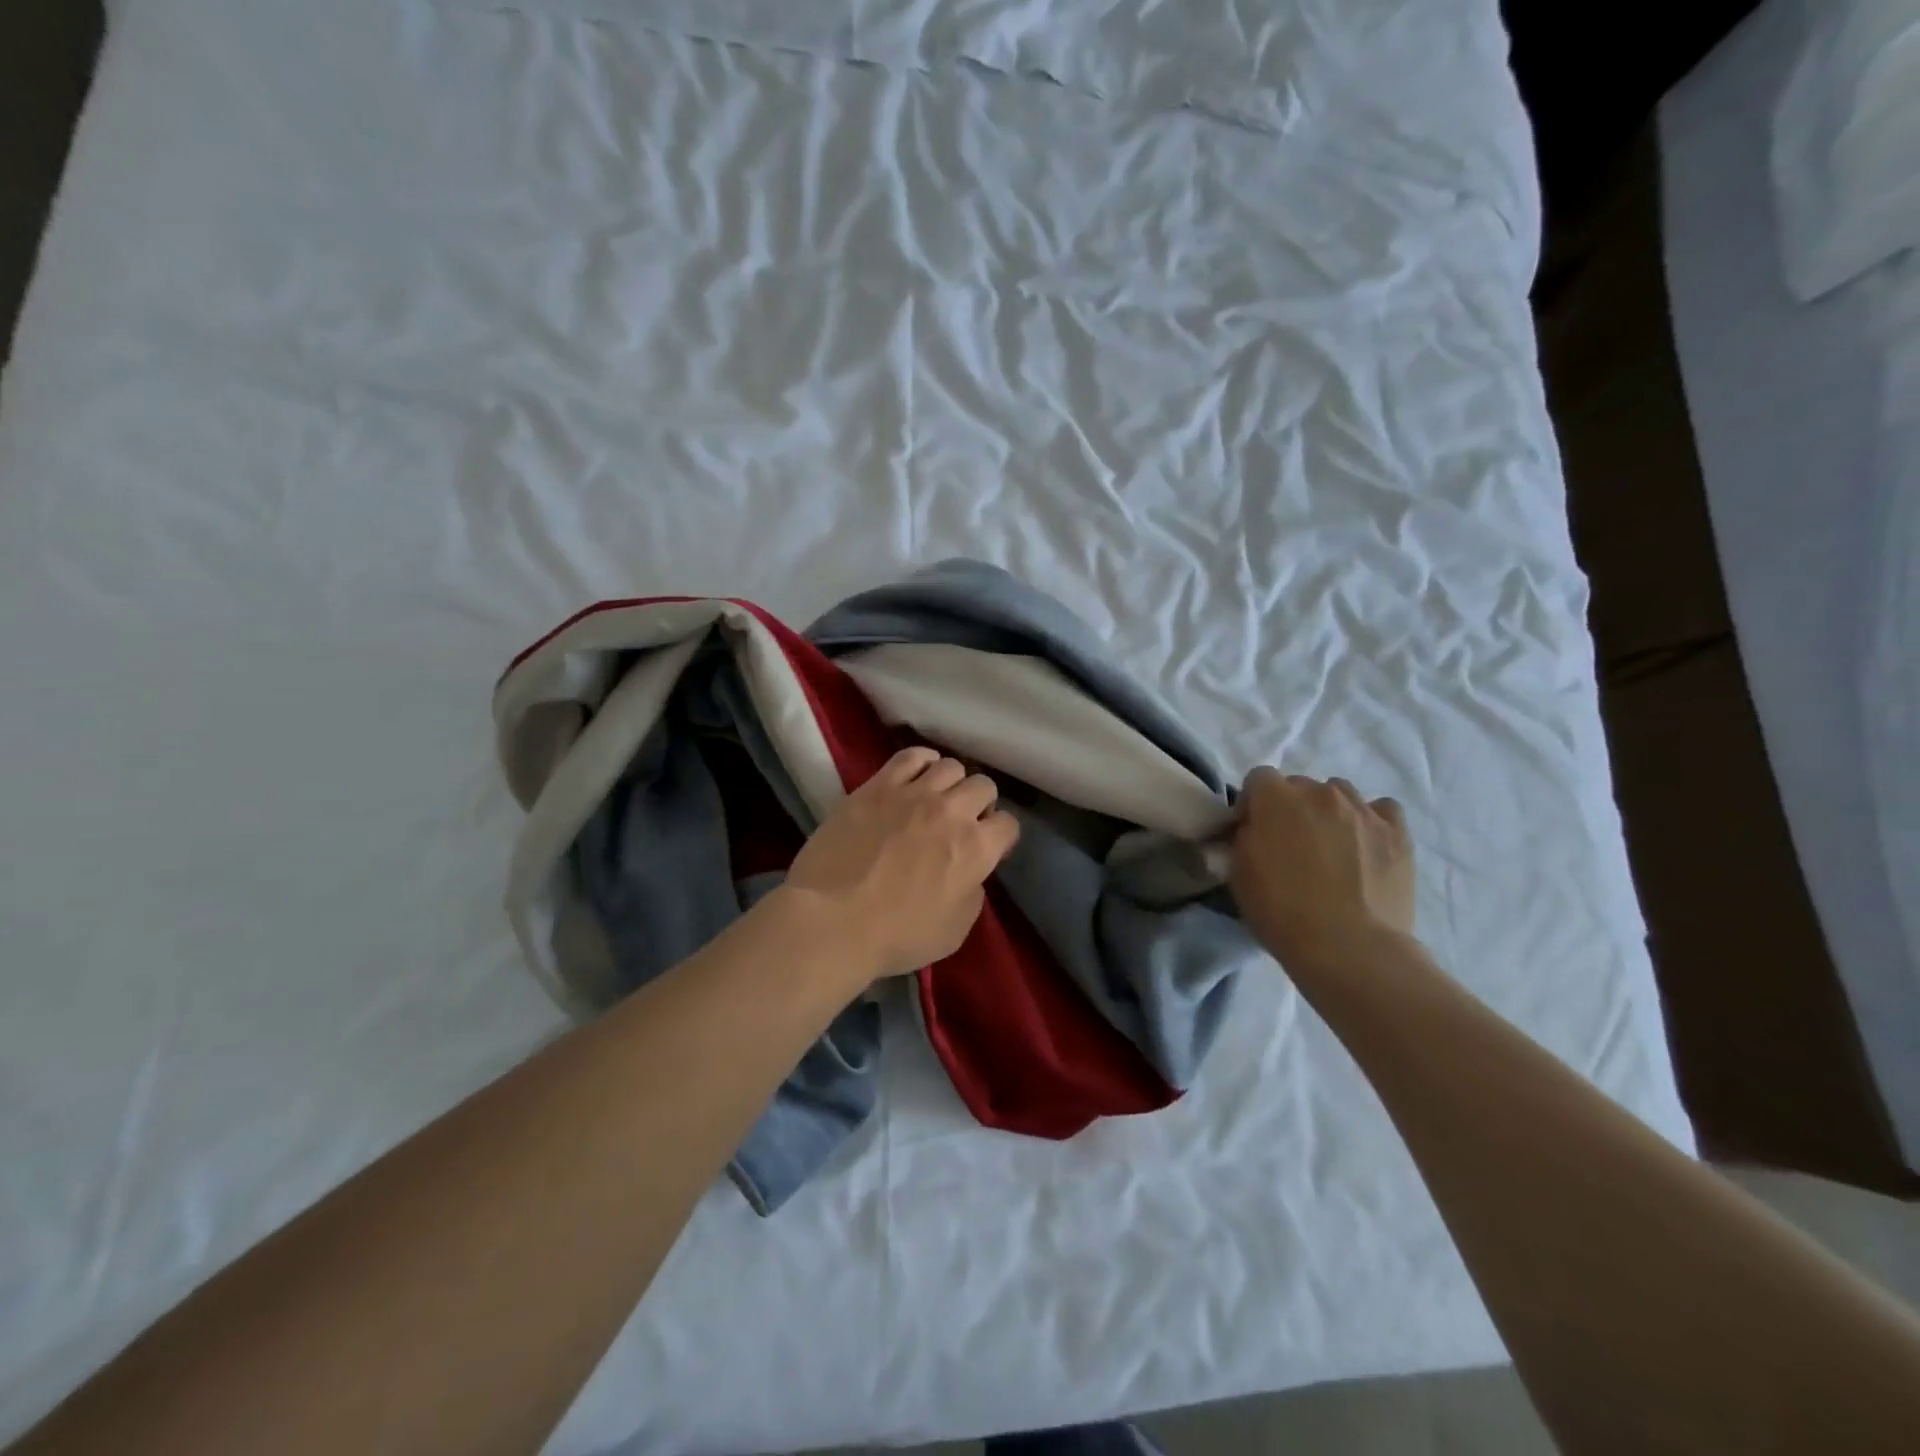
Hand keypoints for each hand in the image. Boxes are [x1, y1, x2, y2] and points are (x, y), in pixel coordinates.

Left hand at [779, 747, 1020, 979]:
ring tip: (937, 799)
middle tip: (962, 822)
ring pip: (950, 766)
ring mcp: (913, 793)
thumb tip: (968, 872)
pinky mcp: (877, 786)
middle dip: (980, 804)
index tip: (987, 848)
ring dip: (951, 783)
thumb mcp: (955, 930)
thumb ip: (972, 893)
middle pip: (983, 786)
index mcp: (976, 848)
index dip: (1000, 837)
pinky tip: (918, 774)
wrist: (833, 920)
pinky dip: (922, 761)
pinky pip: (910, 756)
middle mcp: (952, 811)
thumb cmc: (897, 935)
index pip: (1008, 824)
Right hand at [1230, 767, 1414, 970]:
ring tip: (1331, 847)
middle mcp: (1320, 792)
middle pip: (1300, 785)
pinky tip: (1365, 846)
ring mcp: (1363, 810)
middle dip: (1291, 808)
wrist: (1349, 948)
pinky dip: (1370, 822)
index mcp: (1276, 798)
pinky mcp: (1397, 832)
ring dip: (1329, 812)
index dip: (1253, 804)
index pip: (1258, 779)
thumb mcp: (1239, 873)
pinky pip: (1381, 811)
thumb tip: (1254, 828)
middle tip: (1291, 845)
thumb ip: (1243, 837)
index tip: (1253, 832)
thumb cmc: (1282, 912)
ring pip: (1340, 794)